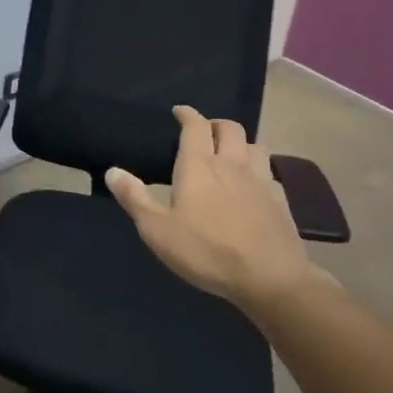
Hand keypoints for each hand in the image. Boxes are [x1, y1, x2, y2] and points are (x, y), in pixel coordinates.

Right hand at [105, 106, 316, 312]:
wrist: (271, 280)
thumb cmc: (207, 252)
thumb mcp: (158, 230)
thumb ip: (134, 198)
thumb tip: (112, 171)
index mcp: (199, 166)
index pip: (195, 126)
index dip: (187, 114)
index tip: (179, 111)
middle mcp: (232, 164)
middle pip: (229, 127)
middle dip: (215, 124)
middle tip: (203, 132)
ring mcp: (260, 181)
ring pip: (255, 145)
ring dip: (241, 143)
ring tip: (230, 154)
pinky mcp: (280, 201)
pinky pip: (270, 173)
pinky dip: (259, 170)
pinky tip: (253, 185)